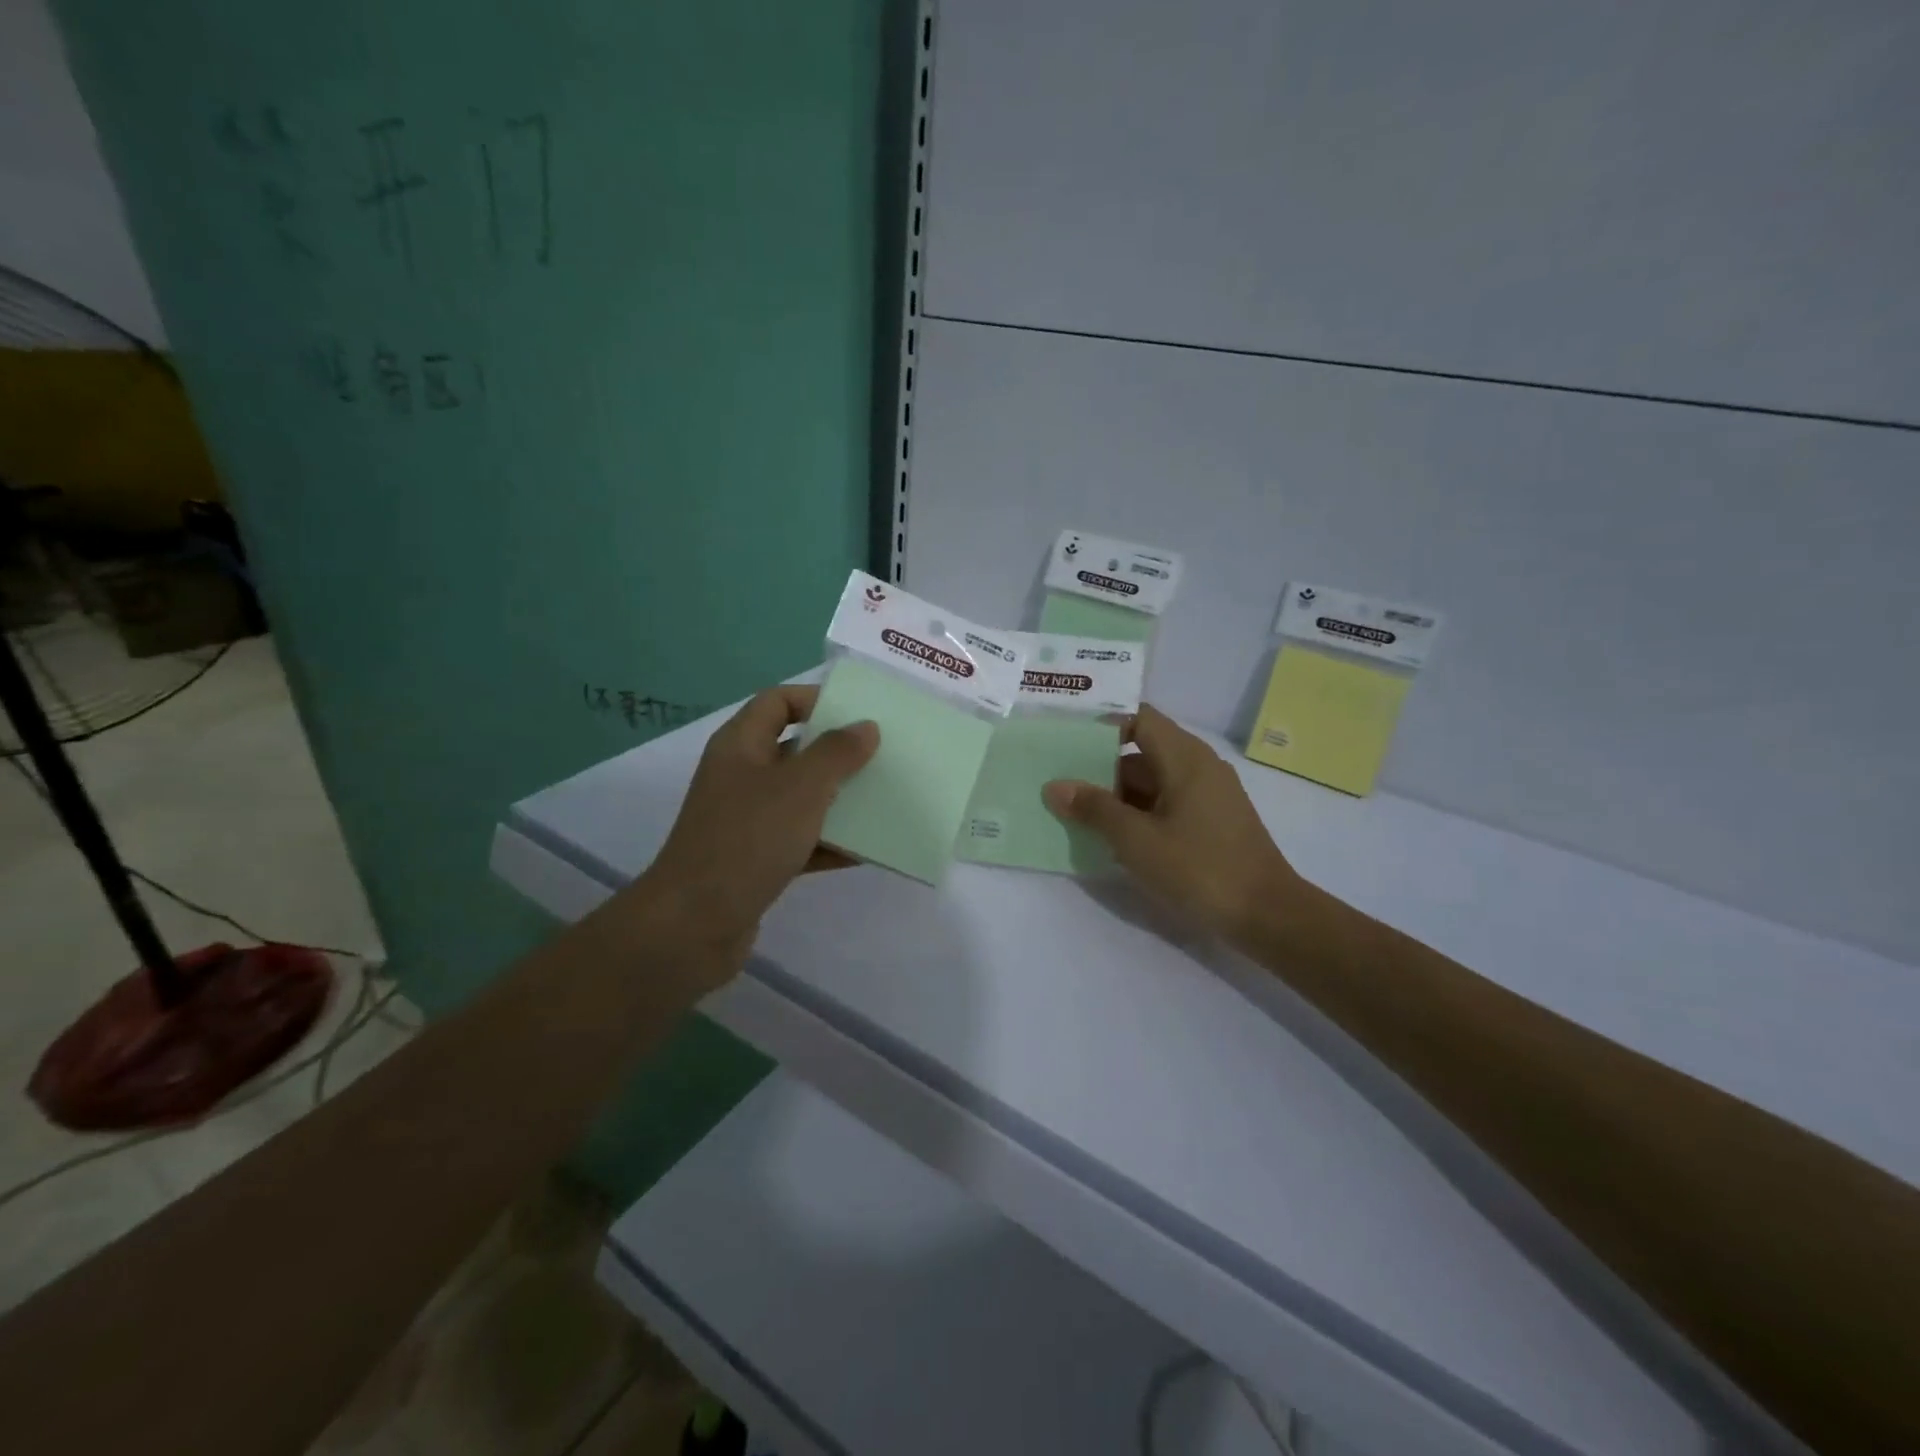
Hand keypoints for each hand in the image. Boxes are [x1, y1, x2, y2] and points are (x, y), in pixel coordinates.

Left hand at [643, 684, 877, 981]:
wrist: (694, 924)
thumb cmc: (748, 840)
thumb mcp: (800, 788)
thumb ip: (836, 753)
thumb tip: (865, 727)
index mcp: (741, 746)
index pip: (777, 701)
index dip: (816, 699)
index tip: (859, 713)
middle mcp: (741, 776)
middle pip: (794, 750)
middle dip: (838, 752)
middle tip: (882, 755)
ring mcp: (747, 820)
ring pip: (801, 798)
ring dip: (839, 799)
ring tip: (884, 799)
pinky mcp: (756, 860)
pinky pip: (801, 840)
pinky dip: (829, 842)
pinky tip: (866, 849)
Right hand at [1044, 704, 1301, 945]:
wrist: (1267, 915)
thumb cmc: (1200, 868)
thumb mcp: (1137, 840)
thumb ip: (1095, 809)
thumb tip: (1056, 786)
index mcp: (1185, 758)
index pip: (1139, 718)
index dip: (1103, 724)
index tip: (1067, 739)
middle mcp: (1199, 767)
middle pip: (1143, 750)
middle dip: (1101, 765)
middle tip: (1060, 780)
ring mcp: (1208, 795)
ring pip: (1153, 781)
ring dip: (1117, 794)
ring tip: (1076, 811)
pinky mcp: (1212, 822)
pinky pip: (1167, 803)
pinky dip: (1138, 812)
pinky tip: (1112, 836)